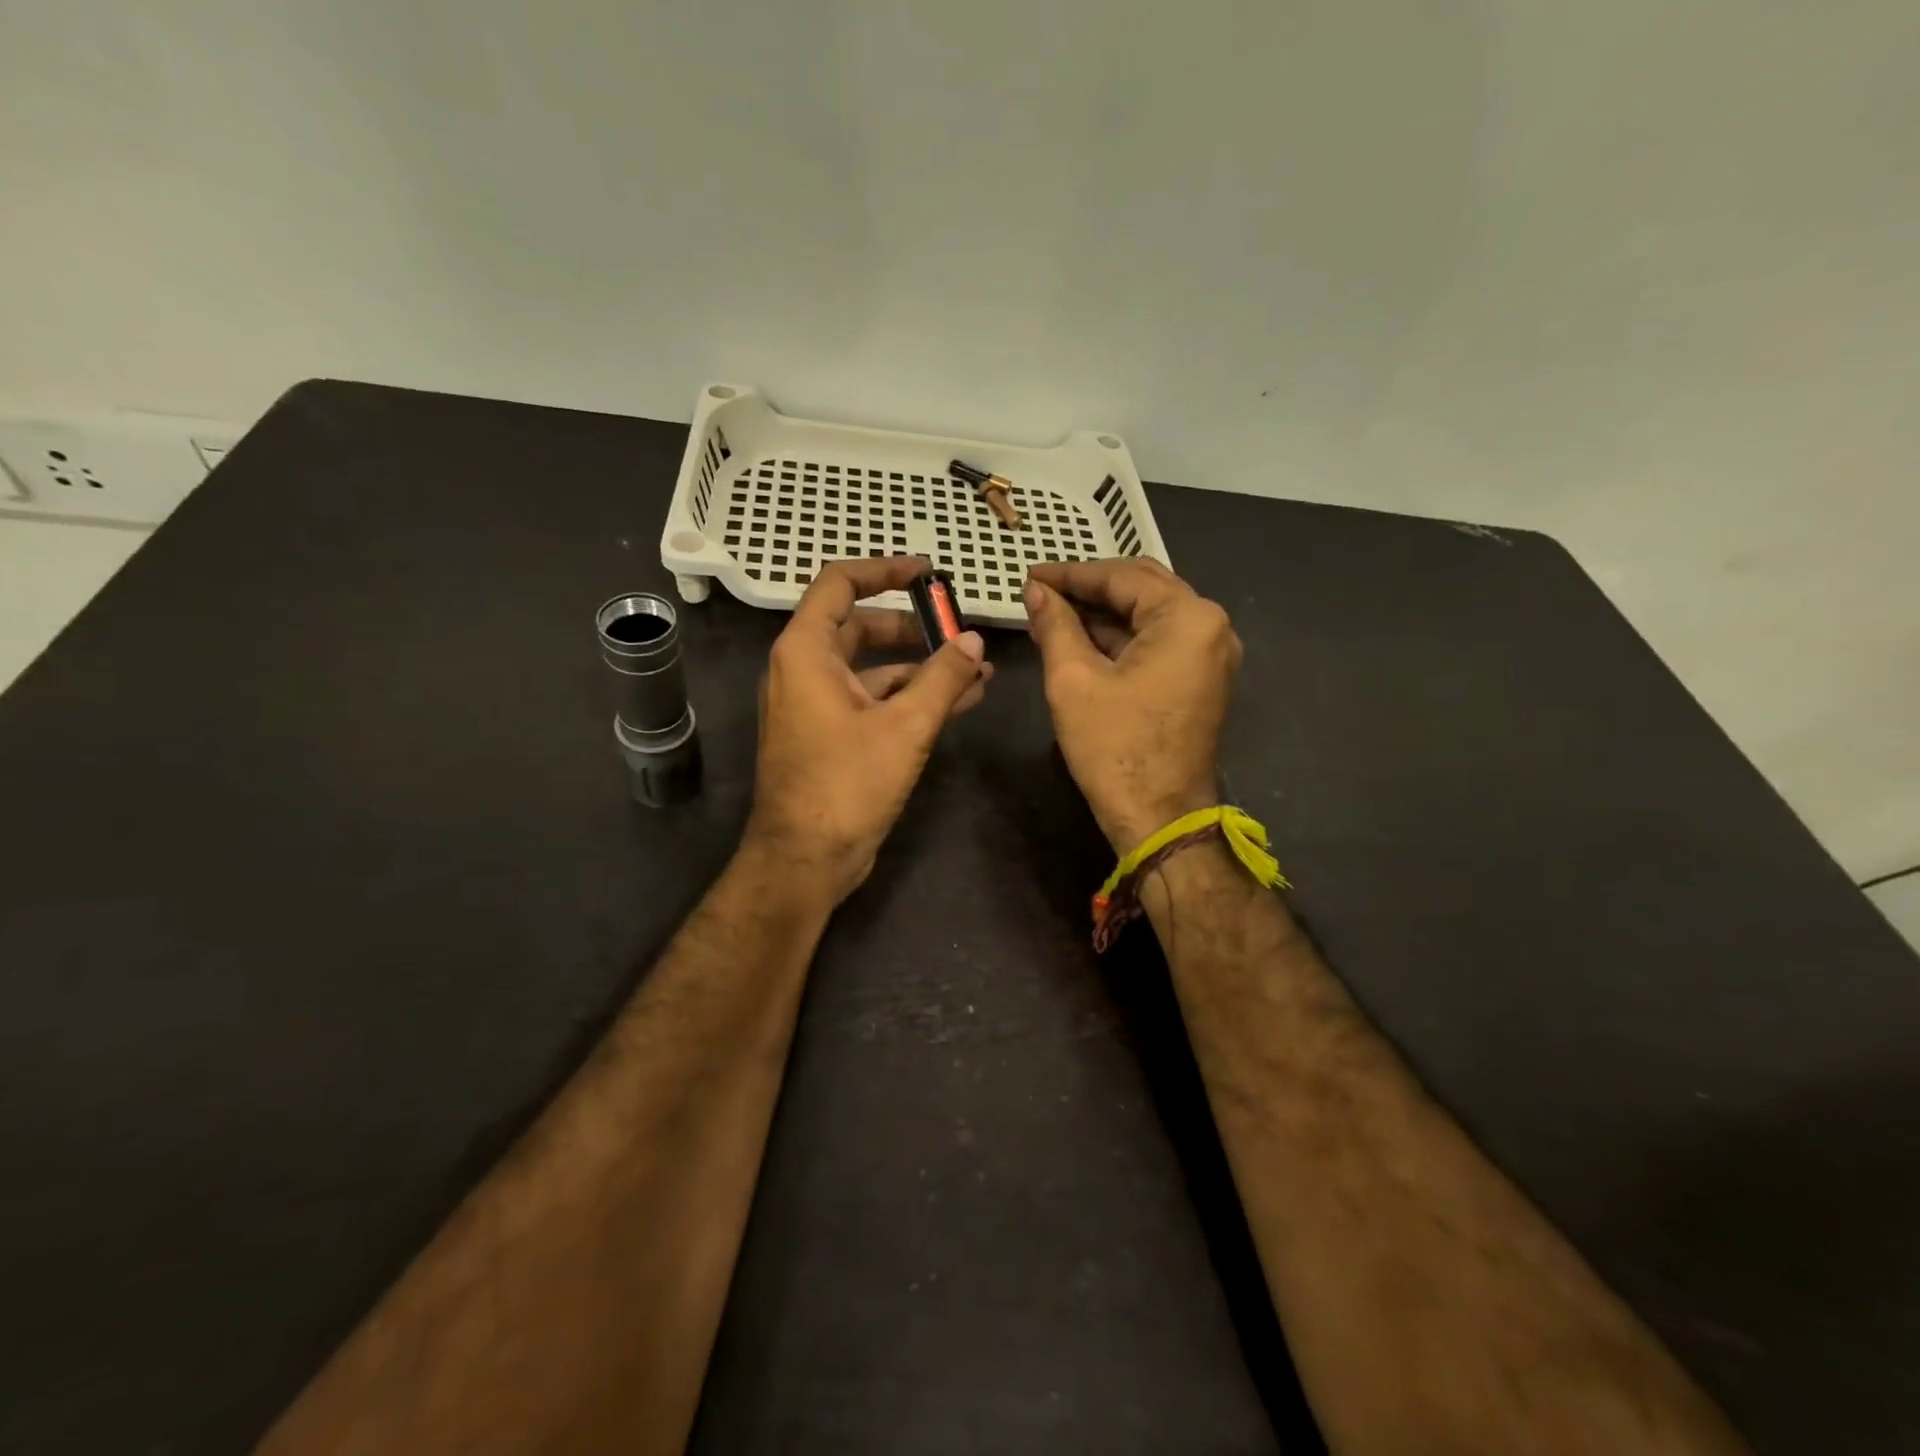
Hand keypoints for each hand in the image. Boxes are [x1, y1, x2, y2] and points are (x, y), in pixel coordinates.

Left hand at [746, 557, 991, 904]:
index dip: (884, 570)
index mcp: (805, 652)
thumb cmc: (846, 785)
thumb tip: (974, 642)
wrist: (805, 860)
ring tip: (976, 670)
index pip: (840, 584)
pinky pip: (873, 700)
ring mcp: (817, 705)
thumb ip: (943, 678)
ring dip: (921, 667)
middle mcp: (804, 670)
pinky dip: (910, 697)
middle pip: (861, 627)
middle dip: (914, 627)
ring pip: (872, 668)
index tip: (927, 574)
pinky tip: (959, 702)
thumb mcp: (904, 727)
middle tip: (959, 630)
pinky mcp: (832, 735)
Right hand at [1024, 559, 1239, 853]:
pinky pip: (1158, 642)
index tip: (1029, 575)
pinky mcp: (1200, 678)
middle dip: (1088, 589)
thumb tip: (1035, 590)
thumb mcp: (1073, 680)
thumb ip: (1055, 625)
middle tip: (1040, 591)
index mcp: (1187, 618)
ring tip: (1051, 614)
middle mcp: (1210, 626)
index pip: (1122, 577)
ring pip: (1149, 615)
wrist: (1159, 818)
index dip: (1070, 574)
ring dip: (1102, 613)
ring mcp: (1210, 654)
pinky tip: (1080, 639)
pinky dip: (1120, 638)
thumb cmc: (1115, 748)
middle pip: (1142, 588)